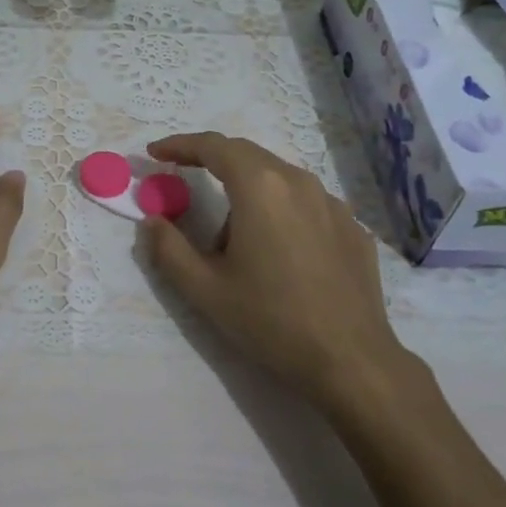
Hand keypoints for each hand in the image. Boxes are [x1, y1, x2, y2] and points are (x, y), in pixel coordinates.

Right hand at [140, 132, 420, 414]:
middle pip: (248, 155)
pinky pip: (307, 204)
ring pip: (279, 179)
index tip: (156, 153)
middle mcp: (299, 182)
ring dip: (248, 191)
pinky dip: (281, 211)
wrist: (351, 361)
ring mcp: (333, 204)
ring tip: (234, 238)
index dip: (181, 145)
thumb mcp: (205, 290)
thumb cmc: (271, 320)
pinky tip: (279, 251)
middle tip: (184, 180)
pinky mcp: (353, 228)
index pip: (214, 147)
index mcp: (260, 188)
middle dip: (212, 162)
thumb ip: (169, 249)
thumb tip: (152, 221)